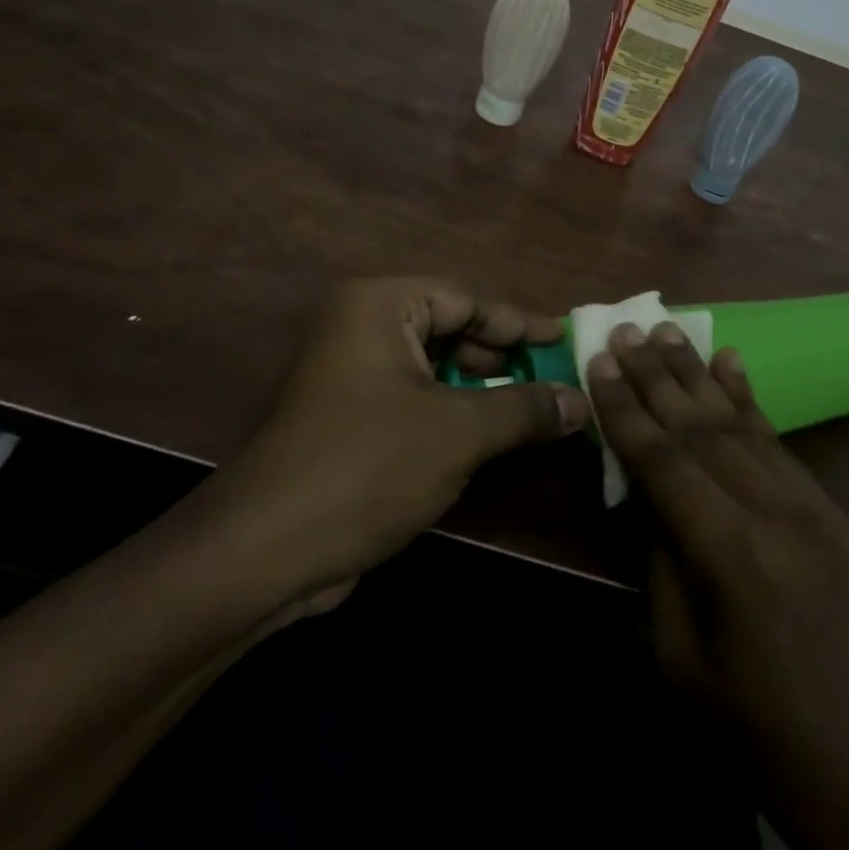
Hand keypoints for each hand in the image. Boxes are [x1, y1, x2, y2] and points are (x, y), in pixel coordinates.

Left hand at [194, 278, 589, 613]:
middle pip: (450, 329)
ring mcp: (351, 373)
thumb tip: (582, 401)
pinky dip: (453, 412)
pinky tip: (489, 436)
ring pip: (433, 367)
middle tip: (553, 377)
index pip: (466, 299)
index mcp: (380, 306)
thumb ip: (525, 408)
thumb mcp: (458, 431)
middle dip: (501, 357)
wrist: (266, 551)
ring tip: (532, 409)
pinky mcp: (349, 417)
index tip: (564, 339)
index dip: (518, 323)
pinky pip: (415, 399)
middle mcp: (361, 327)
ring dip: (481, 389)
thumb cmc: (367, 465)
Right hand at [587, 324, 848, 849]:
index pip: (663, 461)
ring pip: (740, 422)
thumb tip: (647, 493)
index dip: (625, 409)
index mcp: (730, 554)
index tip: (600, 361)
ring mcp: (810, 506)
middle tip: (625, 329)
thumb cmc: (758, 729)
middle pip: (700, 427)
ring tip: (667, 330)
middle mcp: (772, 512)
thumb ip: (661, 562)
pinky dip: (750, 397)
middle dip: (656, 375)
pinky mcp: (832, 510)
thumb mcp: (680, 657)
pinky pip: (780, 441)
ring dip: (698, 372)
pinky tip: (732, 361)